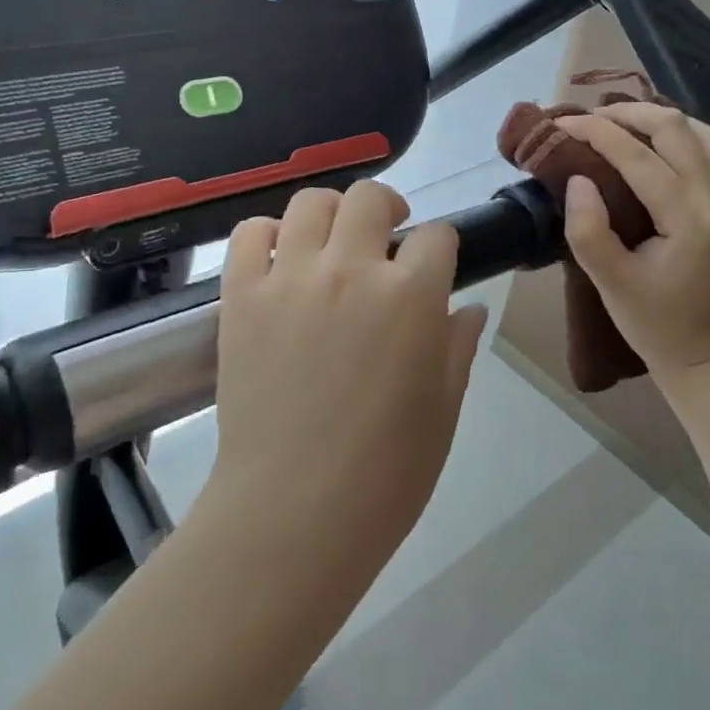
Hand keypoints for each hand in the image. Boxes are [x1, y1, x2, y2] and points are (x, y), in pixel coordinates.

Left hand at [207, 181, 486, 570]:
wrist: (294, 512)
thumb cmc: (386, 472)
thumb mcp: (443, 408)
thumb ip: (458, 346)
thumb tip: (468, 308)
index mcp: (410, 296)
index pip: (436, 236)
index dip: (439, 248)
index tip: (433, 268)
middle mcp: (350, 270)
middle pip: (370, 197)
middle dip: (387, 209)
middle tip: (385, 240)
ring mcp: (290, 278)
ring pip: (310, 202)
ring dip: (330, 214)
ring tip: (332, 244)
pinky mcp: (241, 296)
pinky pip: (249, 235)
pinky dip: (267, 235)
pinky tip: (280, 260)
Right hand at [553, 103, 709, 379]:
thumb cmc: (655, 325)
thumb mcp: (610, 284)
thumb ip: (588, 230)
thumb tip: (577, 179)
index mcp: (689, 219)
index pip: (638, 155)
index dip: (596, 132)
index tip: (562, 124)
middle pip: (676, 128)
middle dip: (627, 114)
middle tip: (588, 120)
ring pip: (700, 132)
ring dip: (657, 119)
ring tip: (618, 124)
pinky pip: (709, 150)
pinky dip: (677, 134)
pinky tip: (651, 144)